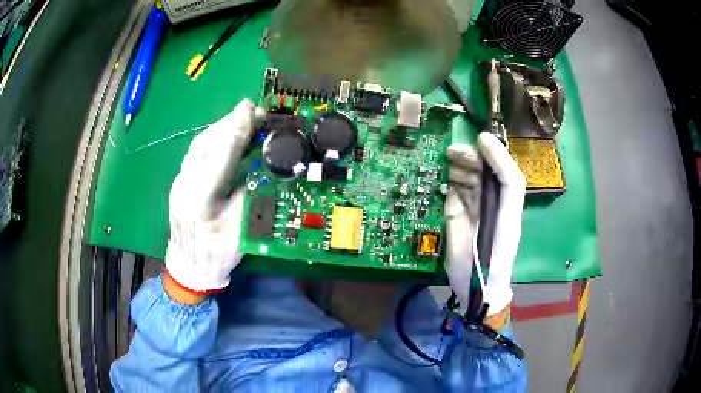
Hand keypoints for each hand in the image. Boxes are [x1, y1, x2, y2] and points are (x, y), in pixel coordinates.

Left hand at [165, 99, 265, 295]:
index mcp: (201, 201)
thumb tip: (264, 166)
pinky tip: (226, 137)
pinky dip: (213, 139)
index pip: (220, 158)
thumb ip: (250, 196)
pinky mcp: (179, 182)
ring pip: (198, 145)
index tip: (252, 110)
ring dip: (221, 127)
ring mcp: (179, 182)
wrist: (188, 268)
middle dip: (229, 122)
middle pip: (205, 144)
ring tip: (243, 119)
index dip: (237, 131)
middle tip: (253, 110)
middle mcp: (184, 186)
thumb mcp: (241, 232)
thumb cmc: (217, 256)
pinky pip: (196, 153)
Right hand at [445, 132, 525, 315]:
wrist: (478, 287)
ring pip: (467, 180)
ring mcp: (474, 209)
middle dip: (470, 158)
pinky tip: (442, 179)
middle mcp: (493, 202)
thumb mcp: (508, 217)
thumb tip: (490, 155)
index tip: (480, 139)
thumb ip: (506, 183)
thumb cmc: (496, 256)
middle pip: (484, 172)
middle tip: (452, 152)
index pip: (506, 172)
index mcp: (508, 203)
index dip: (497, 154)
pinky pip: (453, 193)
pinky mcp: (457, 216)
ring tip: (446, 162)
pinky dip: (447, 183)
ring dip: (458, 169)